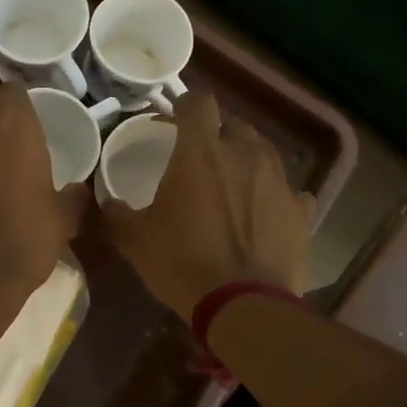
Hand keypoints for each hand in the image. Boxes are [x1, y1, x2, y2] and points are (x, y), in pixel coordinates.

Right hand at [101, 93, 311, 322]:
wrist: (242, 305)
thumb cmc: (182, 264)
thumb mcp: (134, 240)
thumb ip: (116, 213)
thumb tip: (106, 202)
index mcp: (201, 152)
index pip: (198, 101)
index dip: (185, 107)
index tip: (174, 123)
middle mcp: (244, 154)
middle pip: (234, 125)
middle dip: (218, 136)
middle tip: (202, 162)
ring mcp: (279, 180)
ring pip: (264, 153)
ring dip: (247, 162)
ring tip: (233, 188)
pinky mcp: (300, 210)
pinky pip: (289, 192)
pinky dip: (274, 198)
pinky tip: (264, 216)